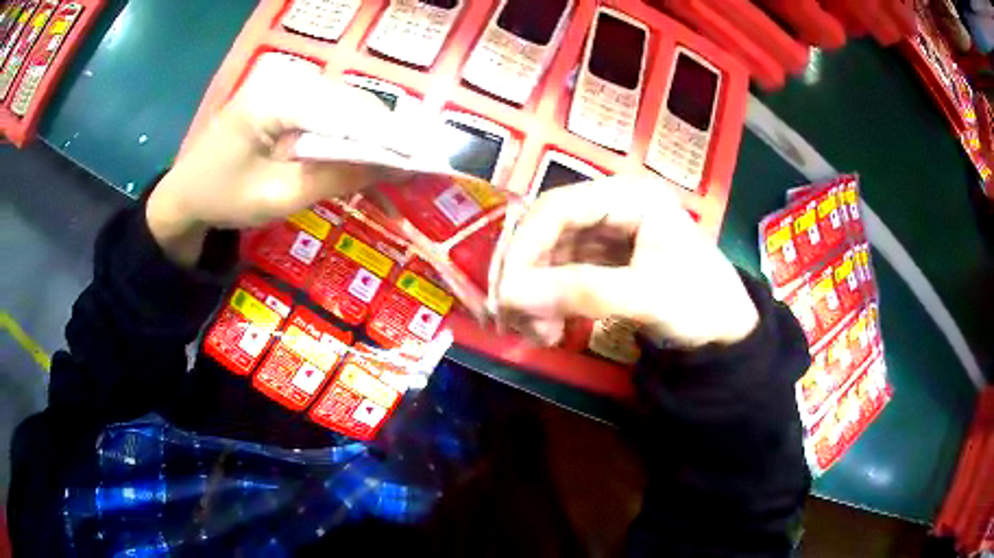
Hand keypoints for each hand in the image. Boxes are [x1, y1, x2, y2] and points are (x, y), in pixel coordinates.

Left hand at [146, 53, 408, 265]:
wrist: (185, 192)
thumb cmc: (223, 198)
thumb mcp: (278, 196)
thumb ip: (336, 177)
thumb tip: (395, 168)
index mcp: (277, 98)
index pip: (348, 111)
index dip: (388, 137)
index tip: (421, 163)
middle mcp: (286, 76)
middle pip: (352, 101)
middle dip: (384, 136)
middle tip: (410, 169)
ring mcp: (286, 80)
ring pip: (346, 102)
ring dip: (370, 134)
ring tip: (391, 165)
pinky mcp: (286, 90)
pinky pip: (330, 107)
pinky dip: (350, 131)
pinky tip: (360, 153)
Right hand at [496, 178, 758, 347]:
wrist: (727, 334)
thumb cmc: (700, 304)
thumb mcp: (645, 297)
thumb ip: (580, 292)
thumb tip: (510, 295)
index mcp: (632, 196)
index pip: (560, 207)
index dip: (526, 245)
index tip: (506, 290)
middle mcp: (615, 205)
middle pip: (549, 228)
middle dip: (527, 274)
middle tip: (514, 317)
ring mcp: (609, 232)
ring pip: (551, 253)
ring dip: (535, 292)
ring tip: (537, 333)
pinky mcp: (606, 259)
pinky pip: (563, 273)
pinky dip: (550, 300)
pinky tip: (549, 328)